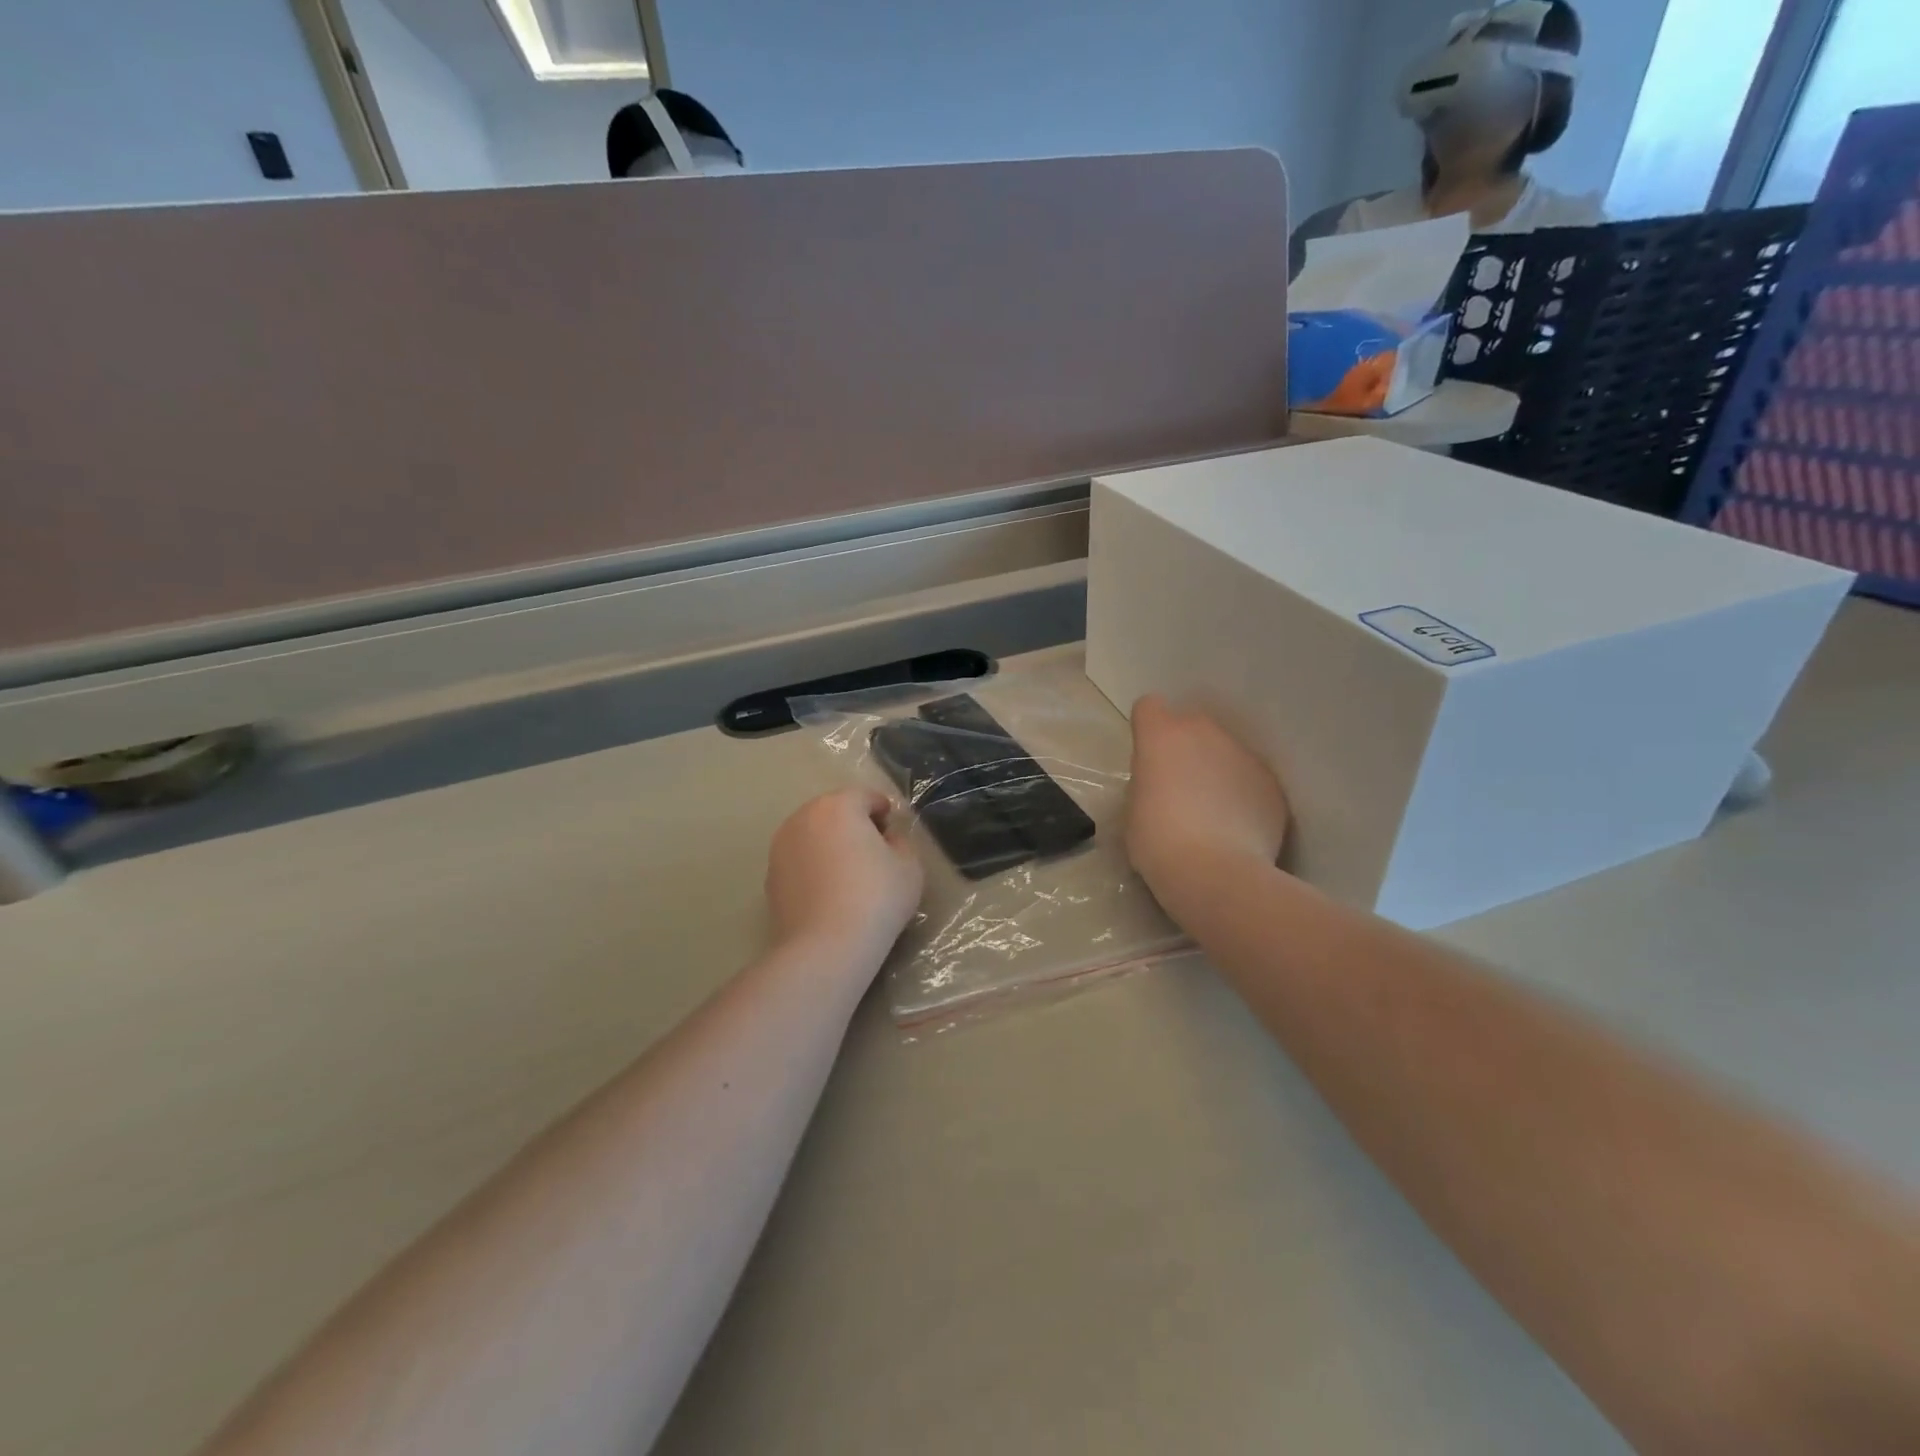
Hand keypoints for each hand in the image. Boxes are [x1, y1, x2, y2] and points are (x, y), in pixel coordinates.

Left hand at [766, 788, 923, 959]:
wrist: (827, 946)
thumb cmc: (876, 897)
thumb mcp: (909, 866)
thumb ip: (900, 842)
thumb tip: (886, 838)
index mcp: (838, 806)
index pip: (865, 796)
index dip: (883, 810)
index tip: (893, 831)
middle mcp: (803, 818)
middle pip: (834, 812)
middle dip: (854, 824)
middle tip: (874, 852)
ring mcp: (781, 847)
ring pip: (813, 835)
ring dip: (830, 845)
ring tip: (849, 874)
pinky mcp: (770, 877)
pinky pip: (800, 861)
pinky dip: (814, 867)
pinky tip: (829, 893)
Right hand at [1126, 696, 1289, 900]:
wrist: (1216, 873)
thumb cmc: (1158, 842)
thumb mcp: (1133, 810)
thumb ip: (1147, 782)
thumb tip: (1161, 782)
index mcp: (1162, 735)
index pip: (1149, 706)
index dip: (1148, 729)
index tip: (1148, 759)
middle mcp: (1205, 732)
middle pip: (1192, 726)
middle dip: (1187, 749)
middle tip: (1180, 788)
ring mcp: (1244, 755)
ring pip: (1225, 752)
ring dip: (1218, 771)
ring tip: (1214, 814)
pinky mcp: (1271, 783)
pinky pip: (1250, 780)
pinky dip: (1243, 796)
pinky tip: (1237, 830)